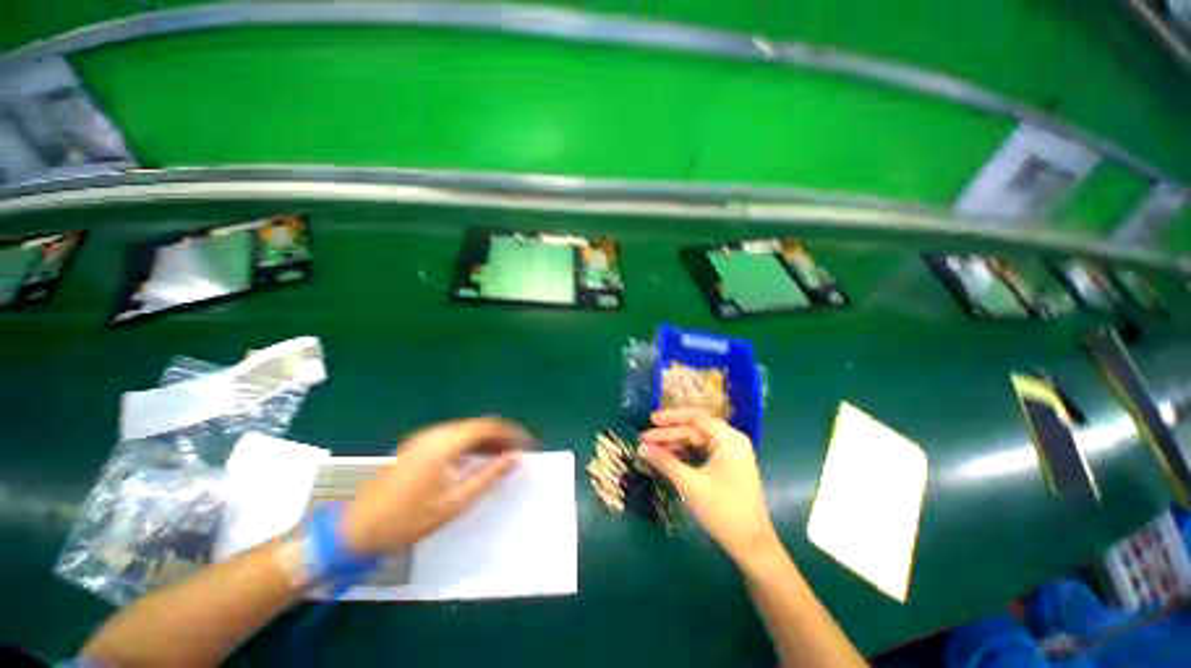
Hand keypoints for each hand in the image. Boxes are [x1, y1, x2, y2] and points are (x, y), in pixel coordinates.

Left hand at [342, 417, 533, 556]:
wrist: (357, 530)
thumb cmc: (408, 520)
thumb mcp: (455, 502)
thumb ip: (488, 476)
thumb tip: (515, 458)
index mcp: (444, 443)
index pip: (487, 426)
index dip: (511, 432)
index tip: (527, 444)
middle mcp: (434, 433)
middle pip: (477, 425)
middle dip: (501, 436)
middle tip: (518, 452)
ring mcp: (423, 438)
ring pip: (465, 430)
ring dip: (486, 440)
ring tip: (503, 455)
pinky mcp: (417, 446)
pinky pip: (453, 437)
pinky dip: (471, 444)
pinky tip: (477, 458)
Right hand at [640, 409, 777, 563]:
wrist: (751, 546)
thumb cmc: (722, 511)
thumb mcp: (690, 484)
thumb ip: (665, 462)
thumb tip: (641, 448)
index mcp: (728, 439)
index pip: (696, 418)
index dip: (671, 417)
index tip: (650, 420)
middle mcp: (731, 441)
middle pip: (695, 429)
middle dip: (669, 433)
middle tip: (645, 438)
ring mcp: (730, 454)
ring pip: (697, 441)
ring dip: (675, 444)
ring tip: (651, 448)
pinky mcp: (727, 467)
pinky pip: (702, 452)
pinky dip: (685, 454)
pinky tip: (668, 458)